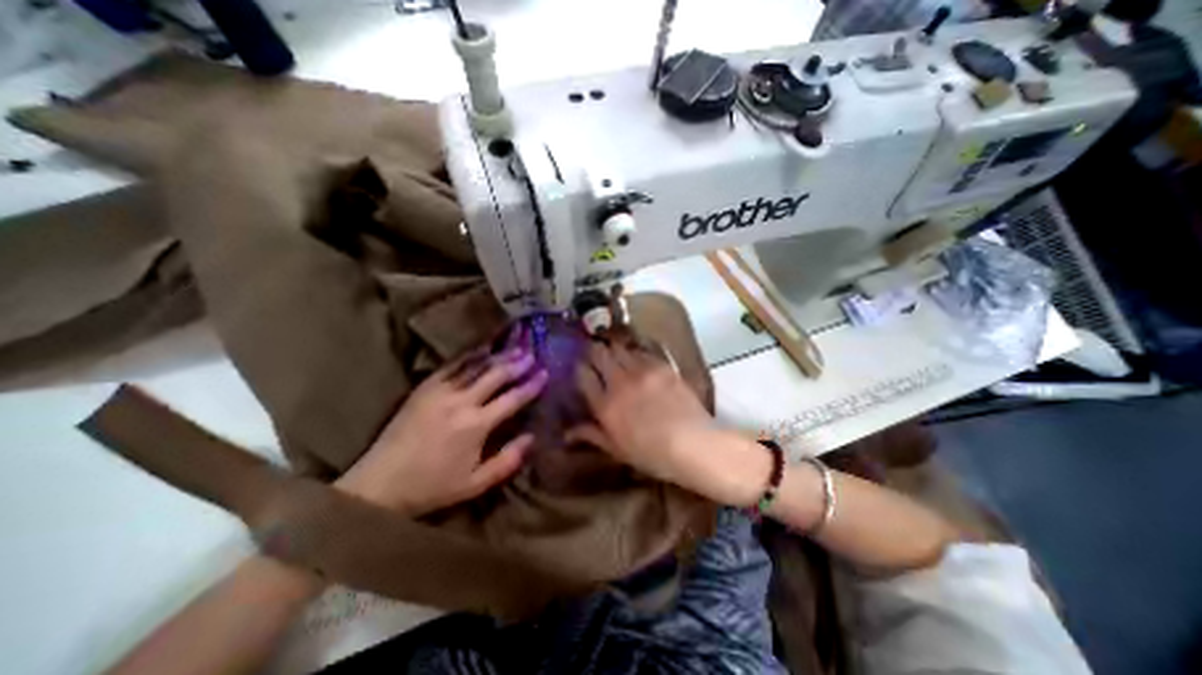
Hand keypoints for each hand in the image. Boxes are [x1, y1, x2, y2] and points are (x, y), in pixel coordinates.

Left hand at [335, 349, 548, 515]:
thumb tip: (533, 438)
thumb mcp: (476, 484)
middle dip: (517, 363)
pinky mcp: (424, 388)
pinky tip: (481, 350)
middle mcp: (461, 402)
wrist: (378, 484)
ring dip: (497, 356)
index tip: (545, 373)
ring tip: (514, 347)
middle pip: (496, 375)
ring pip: (476, 366)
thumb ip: (508, 461)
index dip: (531, 385)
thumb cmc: (432, 487)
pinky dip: (470, 356)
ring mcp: (440, 391)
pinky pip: (452, 366)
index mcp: (477, 425)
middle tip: (532, 353)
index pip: (513, 398)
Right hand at [568, 343, 769, 505]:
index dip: (580, 368)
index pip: (583, 375)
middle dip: (594, 351)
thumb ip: (592, 435)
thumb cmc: (652, 454)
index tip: (583, 369)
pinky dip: (635, 351)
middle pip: (599, 353)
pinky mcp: (661, 365)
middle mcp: (619, 382)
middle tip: (596, 355)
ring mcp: (641, 370)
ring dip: (614, 348)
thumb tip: (567, 433)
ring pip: (619, 347)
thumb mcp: (617, 449)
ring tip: (616, 353)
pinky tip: (638, 357)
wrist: (692, 443)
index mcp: (605, 405)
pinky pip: (641, 350)